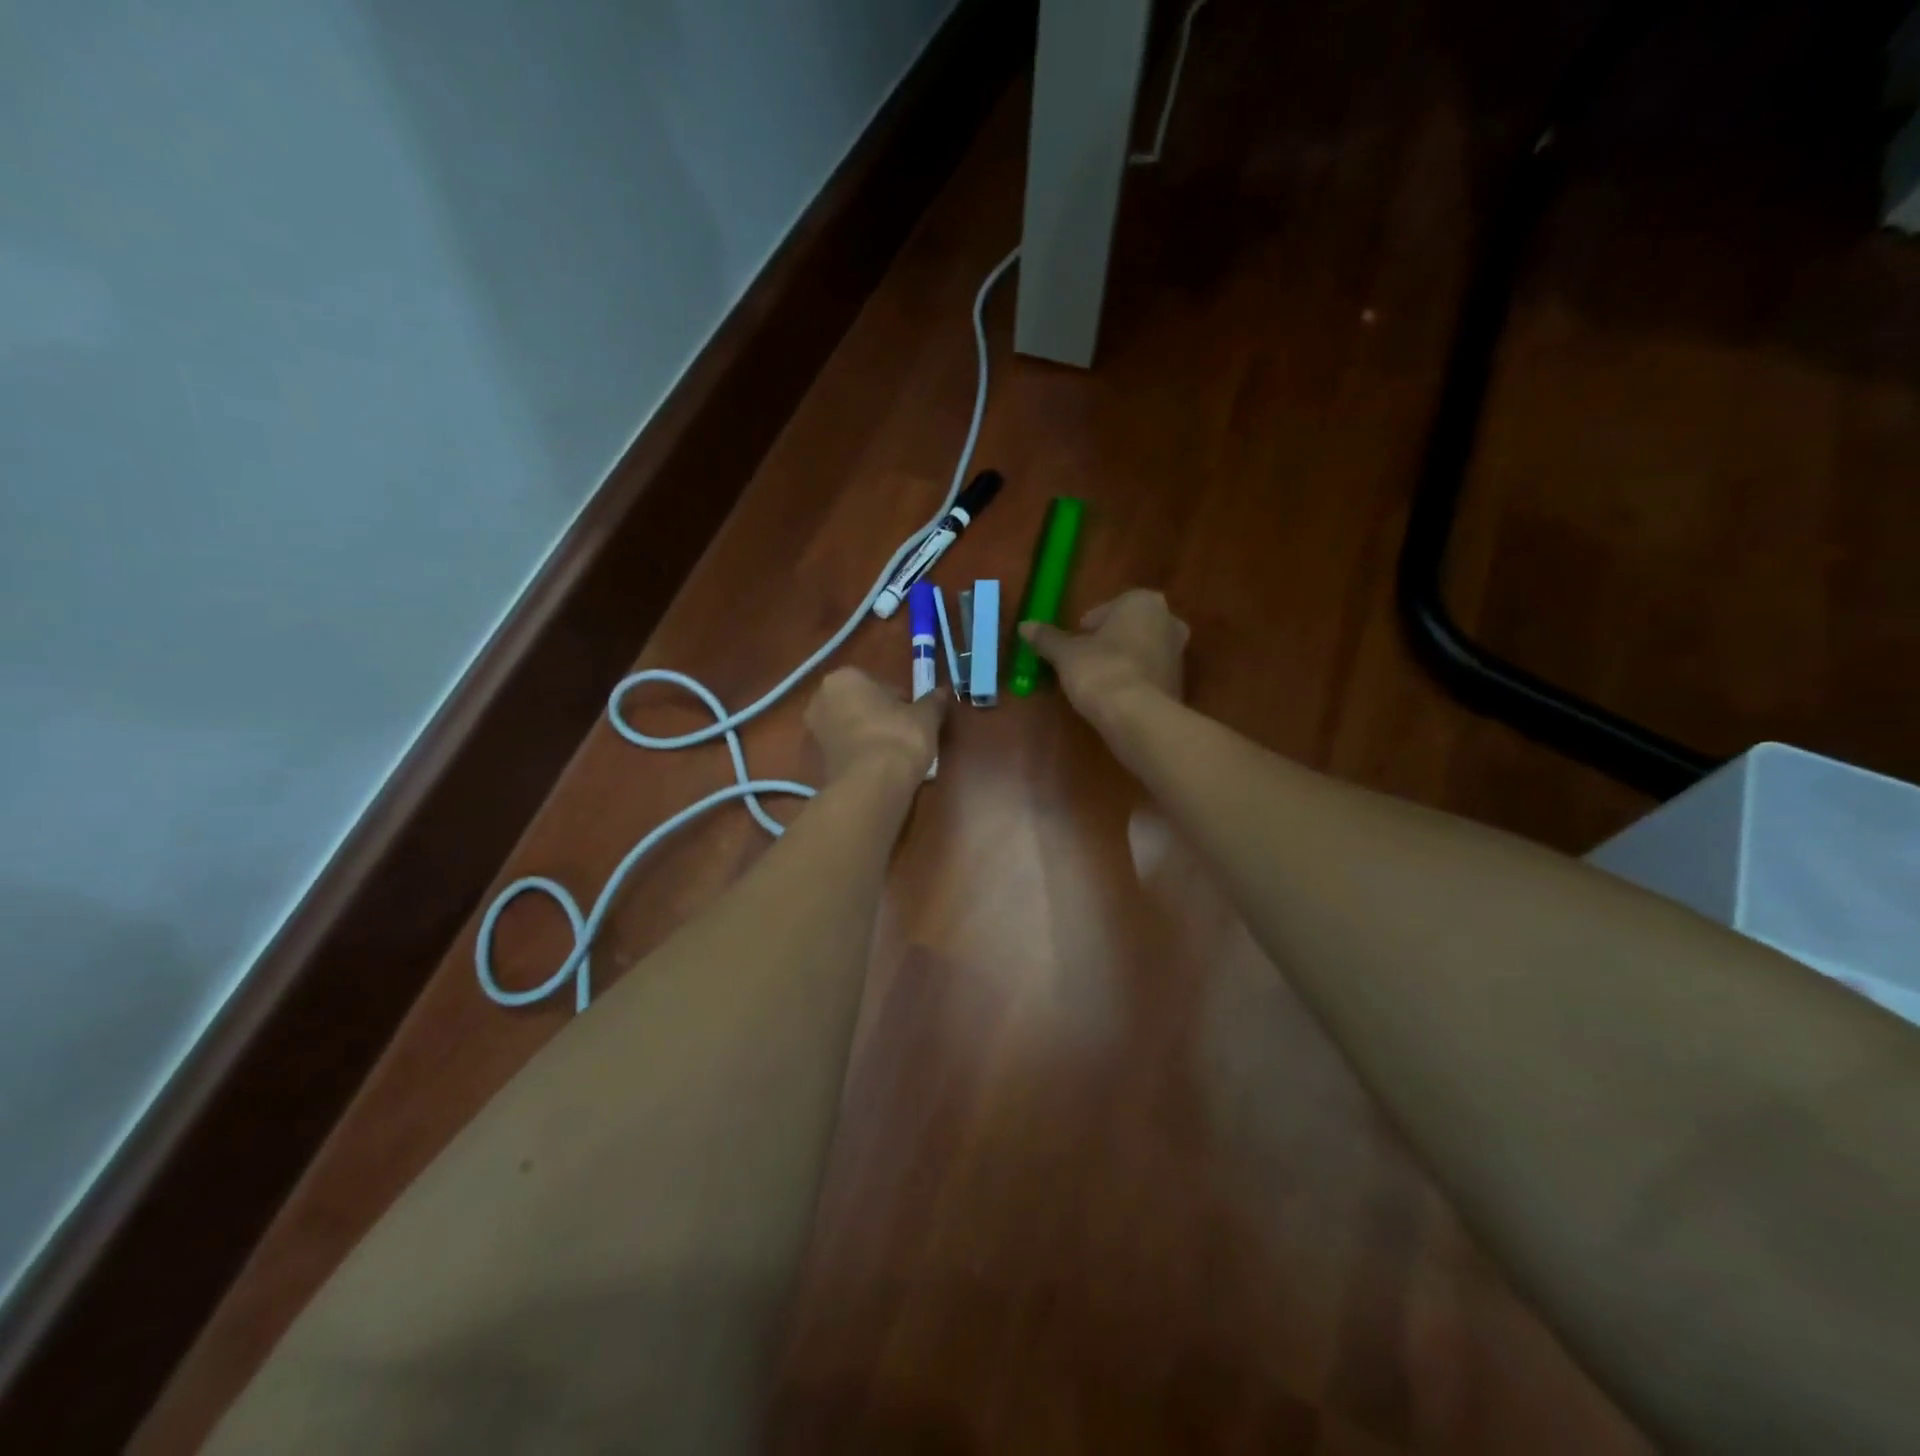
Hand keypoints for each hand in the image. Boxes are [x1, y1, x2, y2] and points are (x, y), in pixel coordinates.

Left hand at [805, 668, 944, 785]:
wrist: (873, 784)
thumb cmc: (899, 737)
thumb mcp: (926, 716)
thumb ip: (934, 701)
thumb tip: (944, 692)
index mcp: (844, 678)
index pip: (881, 685)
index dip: (902, 702)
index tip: (915, 718)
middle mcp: (821, 698)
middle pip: (862, 704)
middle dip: (881, 716)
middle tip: (906, 734)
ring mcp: (815, 731)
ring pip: (852, 727)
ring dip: (870, 735)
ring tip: (895, 754)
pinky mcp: (818, 759)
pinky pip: (847, 749)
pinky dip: (861, 754)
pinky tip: (880, 767)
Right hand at [1018, 589, 1188, 730]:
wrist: (1138, 716)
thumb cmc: (1100, 670)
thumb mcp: (1066, 653)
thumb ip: (1047, 638)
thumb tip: (1024, 626)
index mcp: (1143, 602)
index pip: (1107, 609)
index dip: (1086, 628)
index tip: (1073, 646)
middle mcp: (1168, 621)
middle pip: (1127, 628)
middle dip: (1108, 642)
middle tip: (1083, 662)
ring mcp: (1178, 653)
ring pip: (1140, 651)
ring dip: (1121, 662)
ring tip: (1095, 683)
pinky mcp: (1178, 684)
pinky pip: (1148, 676)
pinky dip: (1133, 682)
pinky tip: (1113, 698)